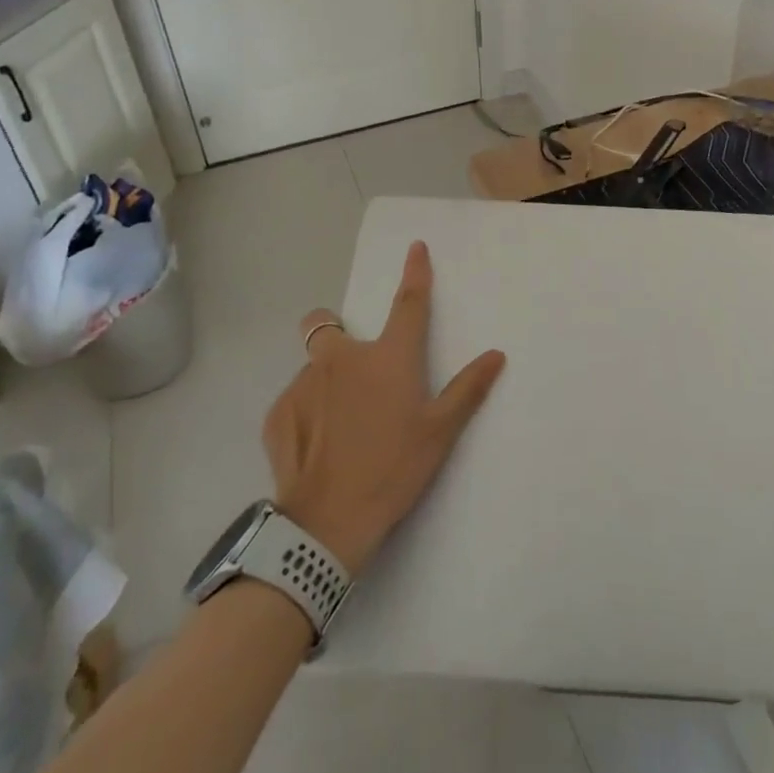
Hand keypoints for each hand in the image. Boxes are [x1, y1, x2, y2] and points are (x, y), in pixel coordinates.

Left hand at [267, 242, 505, 575]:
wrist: (326, 525)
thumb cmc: (393, 471)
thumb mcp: (439, 433)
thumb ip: (467, 389)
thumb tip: (496, 355)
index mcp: (387, 358)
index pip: (407, 303)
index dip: (415, 272)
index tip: (415, 248)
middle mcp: (341, 359)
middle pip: (324, 323)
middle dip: (333, 329)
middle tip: (351, 369)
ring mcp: (302, 384)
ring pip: (310, 367)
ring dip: (324, 380)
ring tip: (340, 425)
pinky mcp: (277, 413)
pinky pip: (294, 399)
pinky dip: (307, 412)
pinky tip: (319, 447)